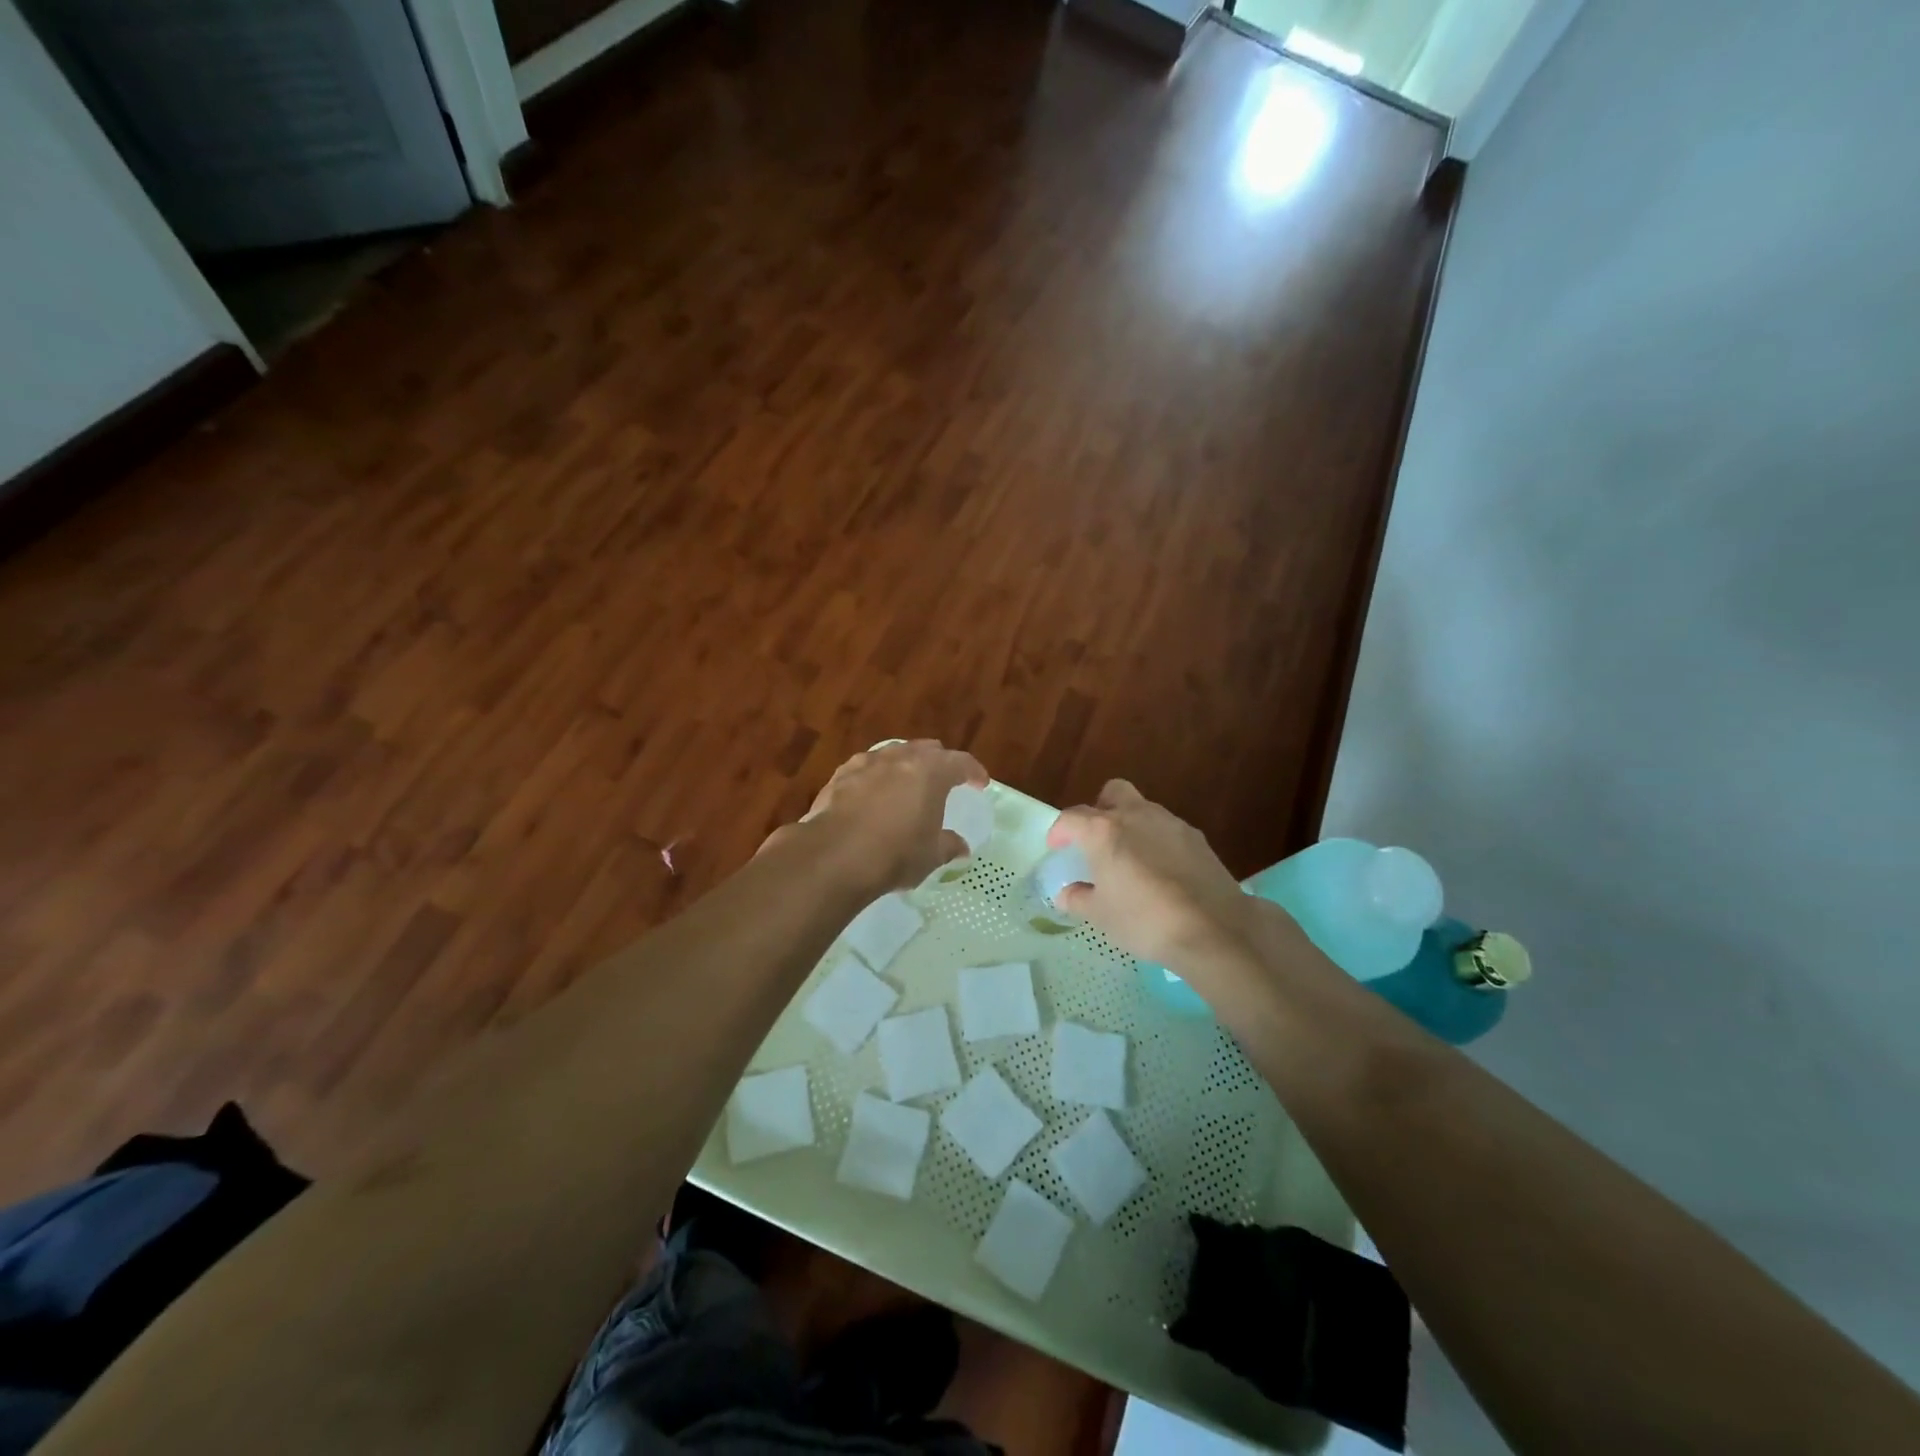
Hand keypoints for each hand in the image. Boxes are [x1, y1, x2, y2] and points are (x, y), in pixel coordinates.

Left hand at [793, 740, 988, 891]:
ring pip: (892, 753)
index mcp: (931, 771)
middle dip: (938, 761)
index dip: (973, 771)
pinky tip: (870, 791)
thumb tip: (961, 848)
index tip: (980, 783)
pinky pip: (863, 768)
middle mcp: (899, 758)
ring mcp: (865, 764)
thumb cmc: (895, 853)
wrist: (835, 856)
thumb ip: (948, 846)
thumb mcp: (931, 855)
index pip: (960, 762)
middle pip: (925, 749)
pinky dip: (874, 776)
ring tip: (906, 780)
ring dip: (904, 764)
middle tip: (944, 778)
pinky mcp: (838, 777)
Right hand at [1047, 780, 1264, 972]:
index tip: (1058, 848)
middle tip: (1097, 840)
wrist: (1213, 927)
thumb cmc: (1144, 919)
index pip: (1072, 817)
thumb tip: (1067, 893)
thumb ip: (1078, 898)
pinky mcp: (1196, 838)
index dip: (1060, 831)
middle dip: (1100, 809)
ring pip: (1143, 808)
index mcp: (1103, 831)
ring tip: (1131, 859)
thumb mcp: (1101, 915)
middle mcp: (1135, 815)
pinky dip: (1157, 841)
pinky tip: (1162, 872)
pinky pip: (1167, 829)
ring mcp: (1170, 823)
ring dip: (1131, 824)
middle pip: (1112, 793)